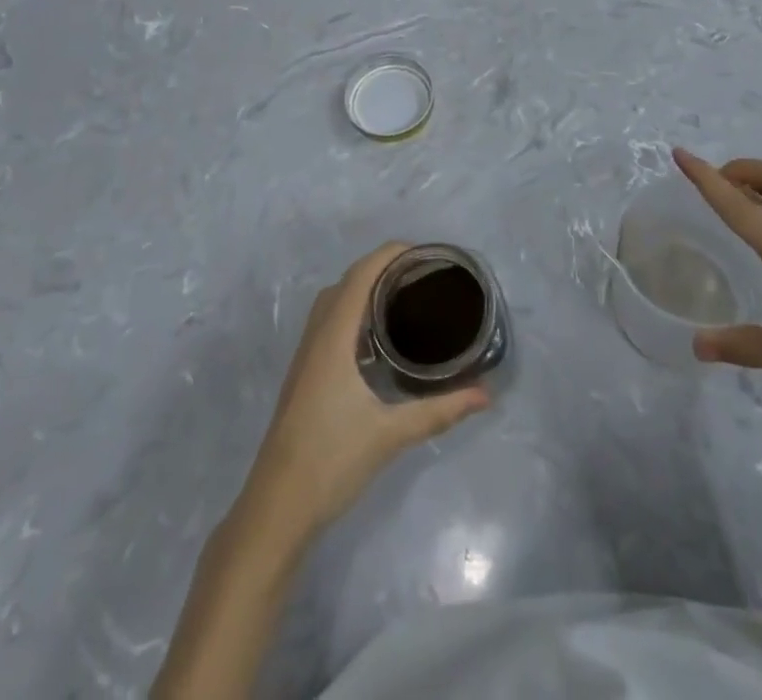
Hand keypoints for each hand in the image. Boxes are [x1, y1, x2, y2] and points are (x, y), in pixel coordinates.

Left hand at [241, 244, 489, 539]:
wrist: (275, 508)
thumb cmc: (331, 461)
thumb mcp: (390, 434)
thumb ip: (439, 411)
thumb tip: (485, 395)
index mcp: (334, 337)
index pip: (361, 275)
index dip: (389, 254)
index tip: (425, 253)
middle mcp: (316, 337)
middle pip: (346, 282)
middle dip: (381, 268)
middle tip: (421, 276)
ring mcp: (306, 356)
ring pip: (333, 303)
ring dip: (363, 289)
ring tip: (402, 298)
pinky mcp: (304, 375)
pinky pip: (328, 323)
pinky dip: (352, 311)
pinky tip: (376, 339)